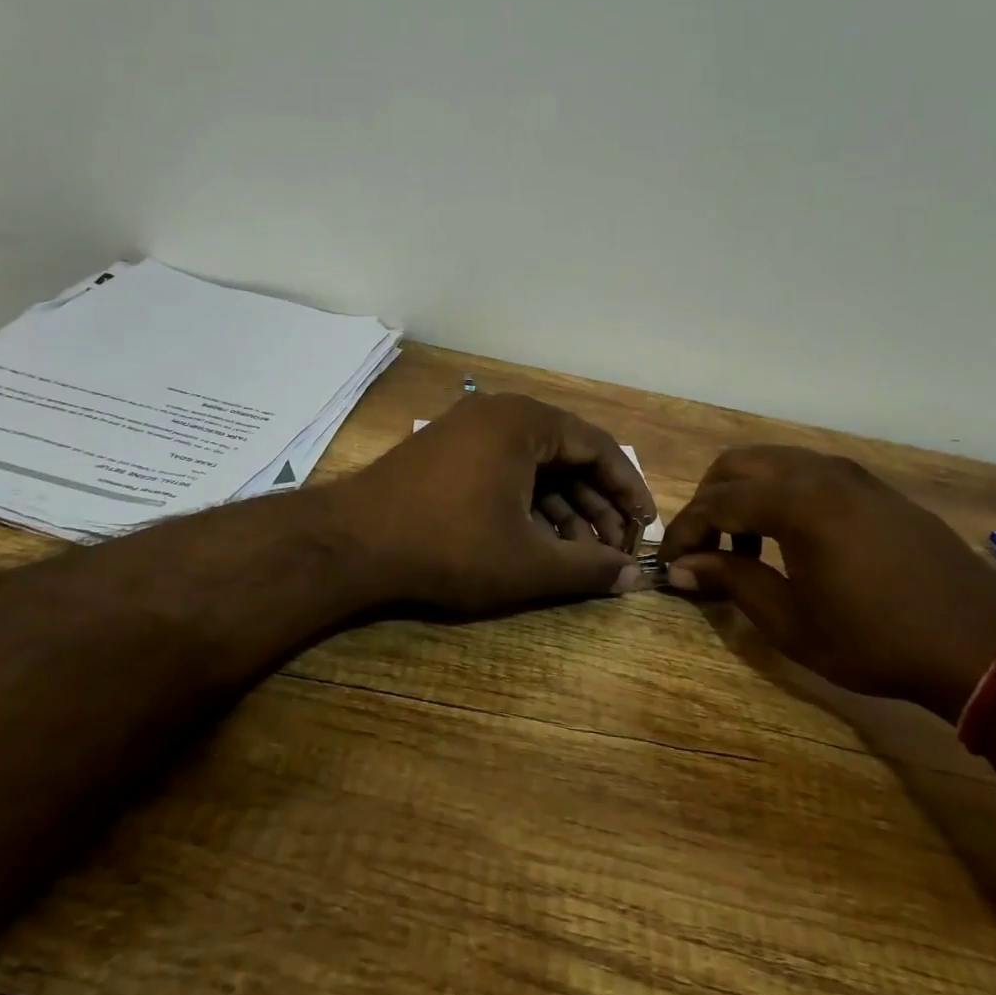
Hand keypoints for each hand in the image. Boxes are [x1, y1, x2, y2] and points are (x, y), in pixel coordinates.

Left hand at [337, 394, 655, 612]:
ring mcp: (468, 432)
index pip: (599, 447)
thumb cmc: (449, 545)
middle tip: (614, 551)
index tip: (645, 528)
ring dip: (564, 511)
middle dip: (596, 506)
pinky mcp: (446, 455)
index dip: (629, 490)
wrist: (350, 544)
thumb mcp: (528, 562)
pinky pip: (505, 473)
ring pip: (535, 469)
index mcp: (526, 422)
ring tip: (581, 557)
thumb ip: (589, 568)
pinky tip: (541, 545)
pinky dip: (529, 507)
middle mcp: (499, 415)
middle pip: (568, 457)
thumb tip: (635, 580)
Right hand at [656, 447, 995, 719]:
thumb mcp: (791, 621)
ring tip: (746, 545)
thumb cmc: (876, 638)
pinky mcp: (873, 485)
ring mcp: (850, 473)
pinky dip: (780, 492)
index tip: (669, 562)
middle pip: (737, 465)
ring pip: (773, 462)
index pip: (715, 502)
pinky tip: (791, 537)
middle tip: (702, 547)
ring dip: (744, 493)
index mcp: (794, 501)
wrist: (982, 642)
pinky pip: (807, 471)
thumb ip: (732, 581)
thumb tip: (682, 567)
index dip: (684, 531)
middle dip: (708, 500)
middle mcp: (818, 471)